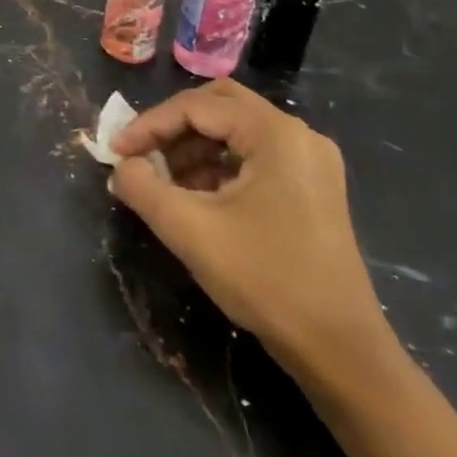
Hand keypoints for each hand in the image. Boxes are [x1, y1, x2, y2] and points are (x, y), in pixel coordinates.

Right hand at [109, 79, 389, 376]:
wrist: (340, 351)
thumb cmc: (265, 279)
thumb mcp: (188, 229)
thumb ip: (142, 187)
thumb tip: (122, 167)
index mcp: (275, 134)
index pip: (195, 106)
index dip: (148, 125)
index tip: (116, 153)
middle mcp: (297, 136)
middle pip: (218, 105)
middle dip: (172, 127)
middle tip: (141, 154)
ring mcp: (309, 162)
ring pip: (234, 130)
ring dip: (192, 148)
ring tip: (163, 182)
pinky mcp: (311, 187)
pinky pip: (252, 155)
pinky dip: (216, 166)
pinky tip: (195, 198)